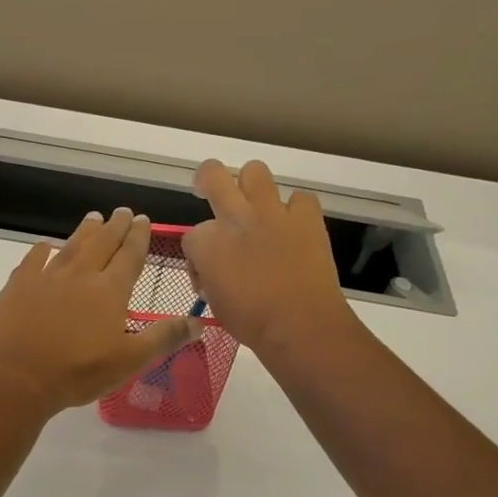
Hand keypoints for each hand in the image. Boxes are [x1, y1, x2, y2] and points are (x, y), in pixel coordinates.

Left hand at [0, 209, 200, 412]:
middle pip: (102, 243)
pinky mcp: (19, 286)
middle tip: (123, 211)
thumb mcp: (131, 360)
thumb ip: (164, 337)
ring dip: (85, 231)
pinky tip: (46, 245)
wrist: (19, 377)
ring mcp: (47, 277)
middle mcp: (81, 275)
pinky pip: (33, 260)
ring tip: (94, 217)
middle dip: (115, 226)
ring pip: (71, 246)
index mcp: (110, 291)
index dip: (139, 237)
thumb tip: (199, 322)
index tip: (143, 219)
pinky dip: (41, 250)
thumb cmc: (79, 371)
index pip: (130, 256)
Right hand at [182, 160, 351, 356]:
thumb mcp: (214, 301)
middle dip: (207, 179)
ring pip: (255, 171)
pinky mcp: (306, 217)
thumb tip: (214, 269)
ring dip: (252, 185)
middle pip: (212, 174)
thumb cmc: (251, 322)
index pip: (191, 234)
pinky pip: (300, 198)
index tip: (207, 272)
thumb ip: (209, 275)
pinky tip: (294, 227)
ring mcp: (272, 212)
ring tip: (256, 204)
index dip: (197, 254)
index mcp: (207, 242)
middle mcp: (235, 217)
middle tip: (210, 190)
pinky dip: (296, 210)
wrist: (300, 326)